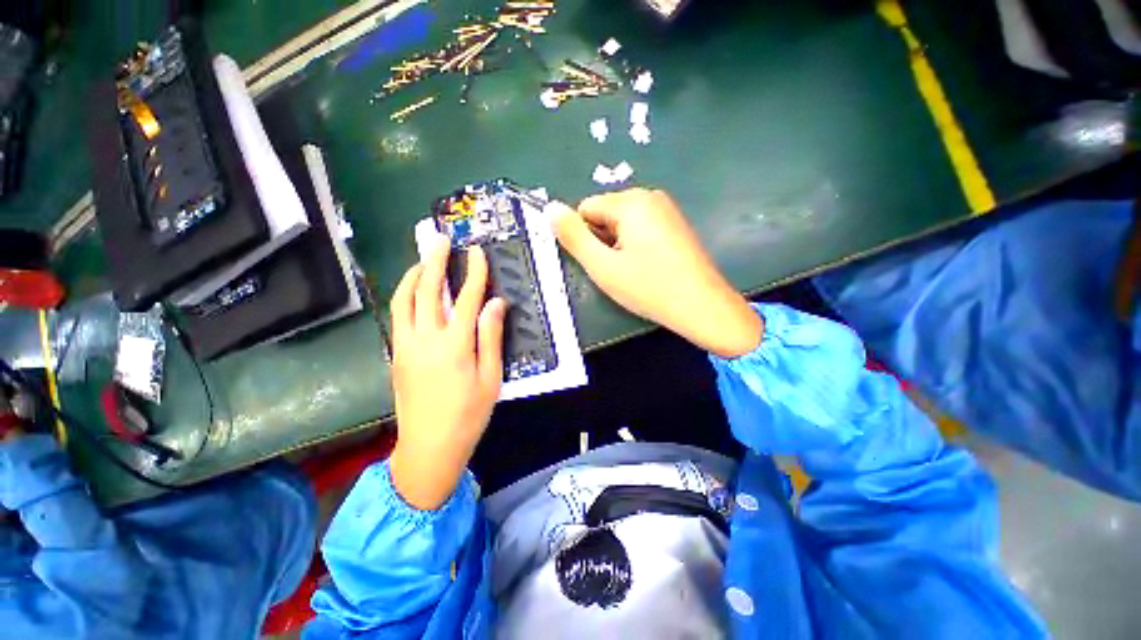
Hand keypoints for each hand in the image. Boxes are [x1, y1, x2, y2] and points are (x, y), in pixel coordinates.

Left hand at [388, 236, 507, 509]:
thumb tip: (495, 303)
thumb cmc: (466, 418)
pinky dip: (404, 296)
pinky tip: (412, 294)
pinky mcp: (395, 354)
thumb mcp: (490, 382)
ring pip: (403, 299)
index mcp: (455, 345)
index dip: (473, 271)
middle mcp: (426, 338)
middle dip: (435, 260)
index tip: (476, 251)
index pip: (466, 297)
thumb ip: (490, 339)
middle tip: (441, 240)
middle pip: (427, 289)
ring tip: (423, 261)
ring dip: (412, 275)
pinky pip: (397, 316)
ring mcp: (406, 345)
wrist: (429, 446)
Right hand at [552, 188, 762, 357]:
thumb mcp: (603, 266)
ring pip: (623, 223)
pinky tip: (651, 268)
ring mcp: (667, 208)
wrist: (704, 307)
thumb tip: (549, 208)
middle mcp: (649, 195)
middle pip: (605, 213)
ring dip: (620, 245)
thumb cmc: (651, 288)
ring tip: (636, 272)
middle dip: (604, 240)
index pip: (584, 209)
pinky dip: (639, 246)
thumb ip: (573, 237)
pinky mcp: (677, 223)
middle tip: (620, 271)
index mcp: (630, 200)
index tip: (602, 264)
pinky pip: (643, 227)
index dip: (585, 239)